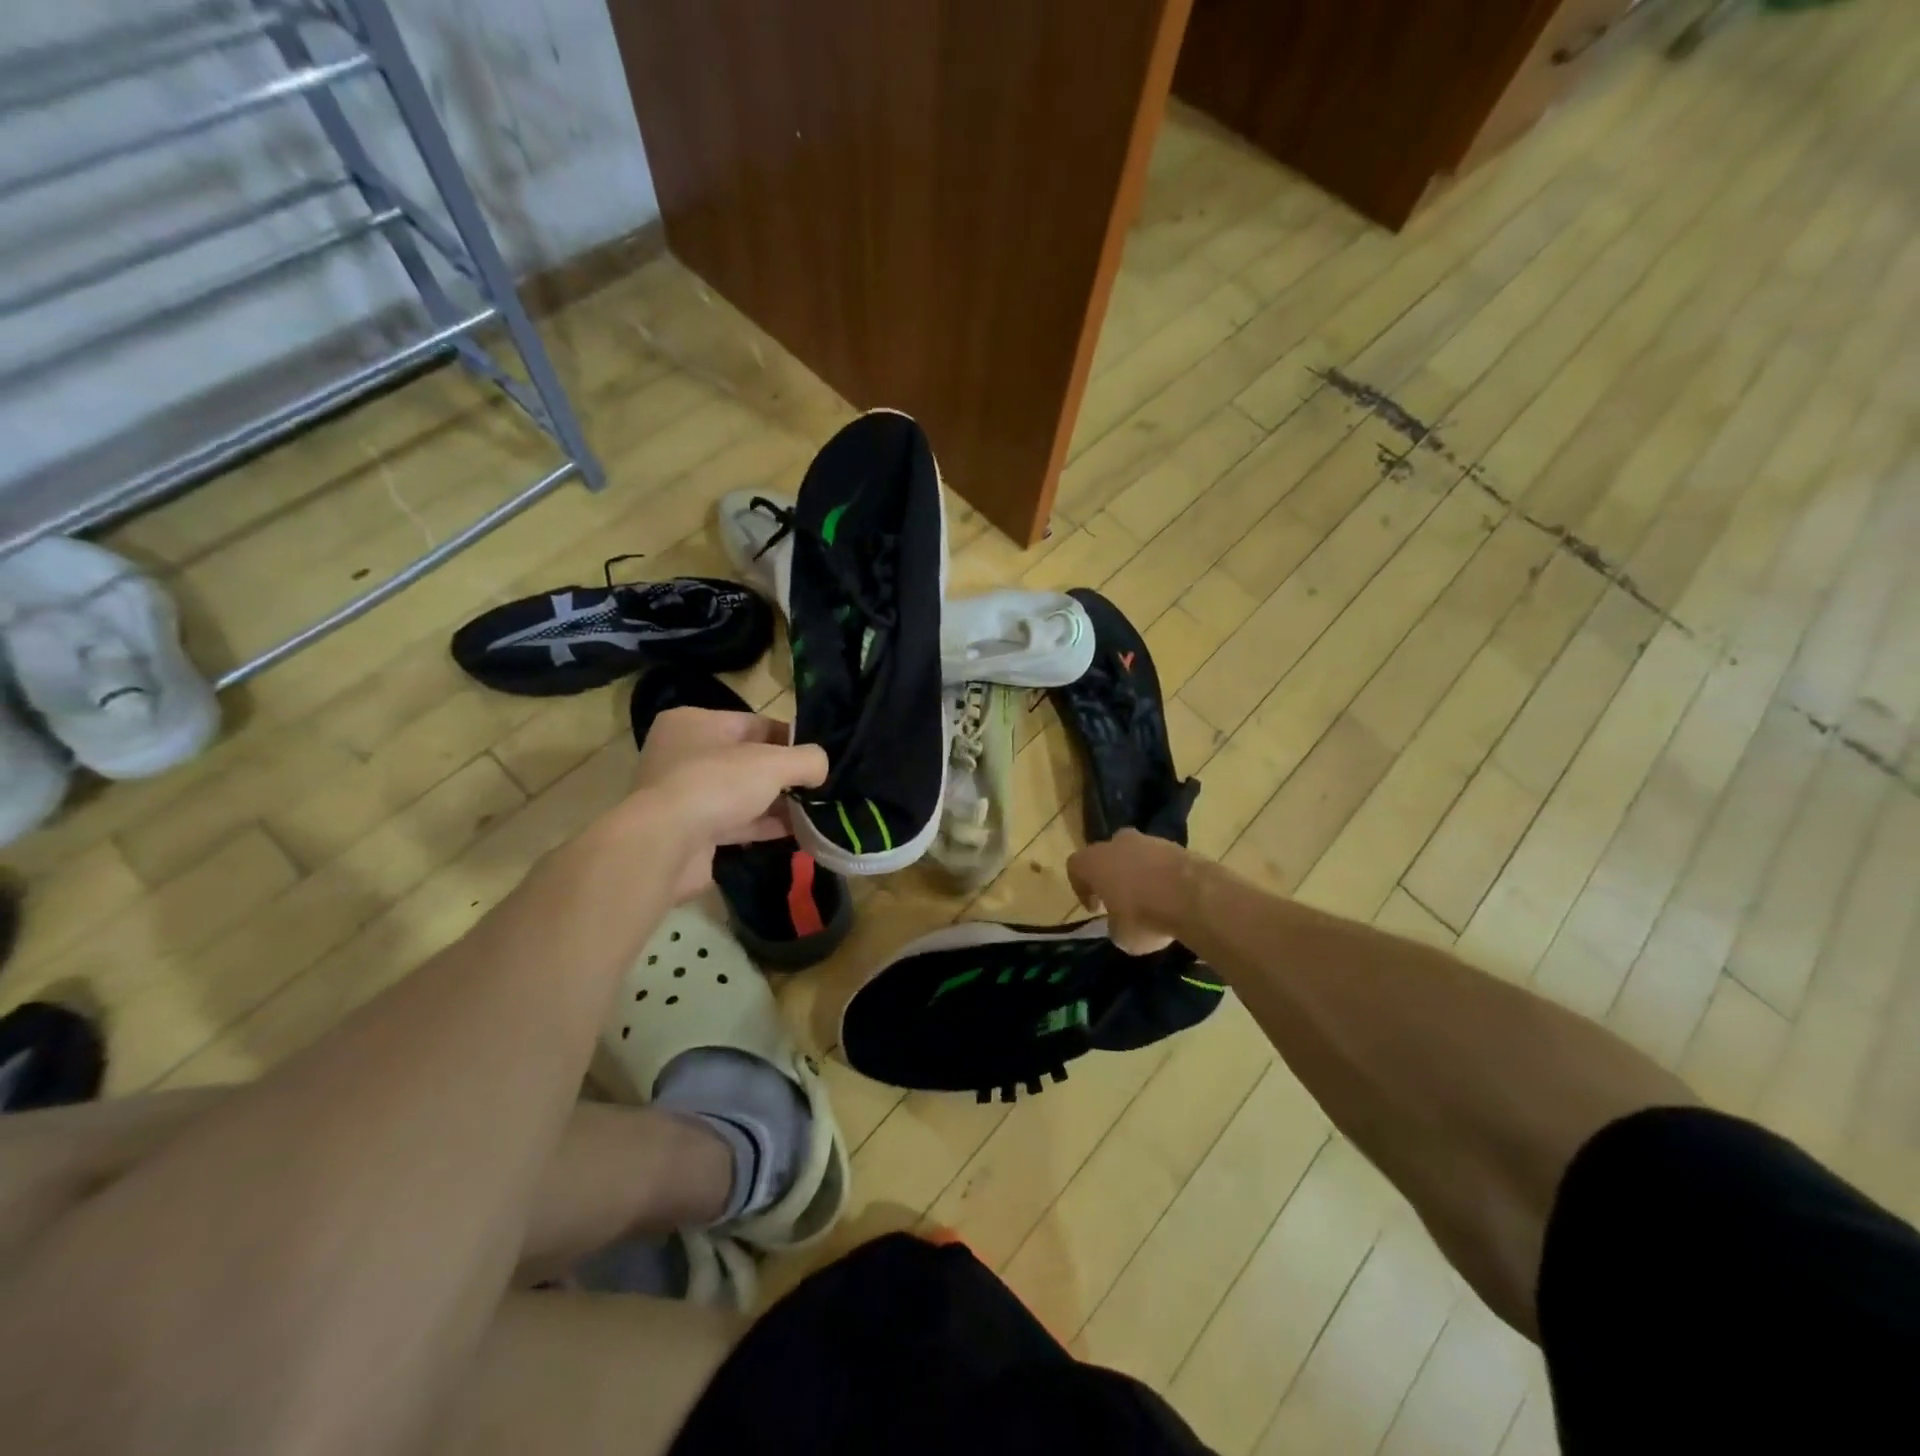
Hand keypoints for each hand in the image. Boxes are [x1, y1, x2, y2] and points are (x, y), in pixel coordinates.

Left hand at [630, 707, 827, 899]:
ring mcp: (685, 795)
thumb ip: (807, 759)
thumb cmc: (716, 784)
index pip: (754, 723)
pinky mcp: (690, 831)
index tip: (817, 756)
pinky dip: (764, 825)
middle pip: (748, 760)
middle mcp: (684, 754)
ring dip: (777, 803)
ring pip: (742, 794)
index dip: (790, 738)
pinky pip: (735, 822)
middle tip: (819, 785)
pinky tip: (797, 832)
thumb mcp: (773, 762)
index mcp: (694, 723)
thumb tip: (822, 767)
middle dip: (784, 774)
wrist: (665, 845)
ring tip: (815, 810)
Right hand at [1066, 830, 1191, 954]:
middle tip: (1120, 900)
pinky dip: (1162, 874)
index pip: (1075, 867)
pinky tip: (1172, 896)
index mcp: (1094, 861)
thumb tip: (1121, 923)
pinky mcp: (1176, 845)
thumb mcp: (1121, 936)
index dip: (1081, 888)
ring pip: (1135, 854)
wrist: (1193, 896)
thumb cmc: (1144, 916)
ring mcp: (1148, 840)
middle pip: (1106, 855)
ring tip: (1151, 900)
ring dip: (1138, 873)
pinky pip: (1160, 860)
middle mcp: (1117, 844)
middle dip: (1111, 875)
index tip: (1095, 908)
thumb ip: (1115, 925)